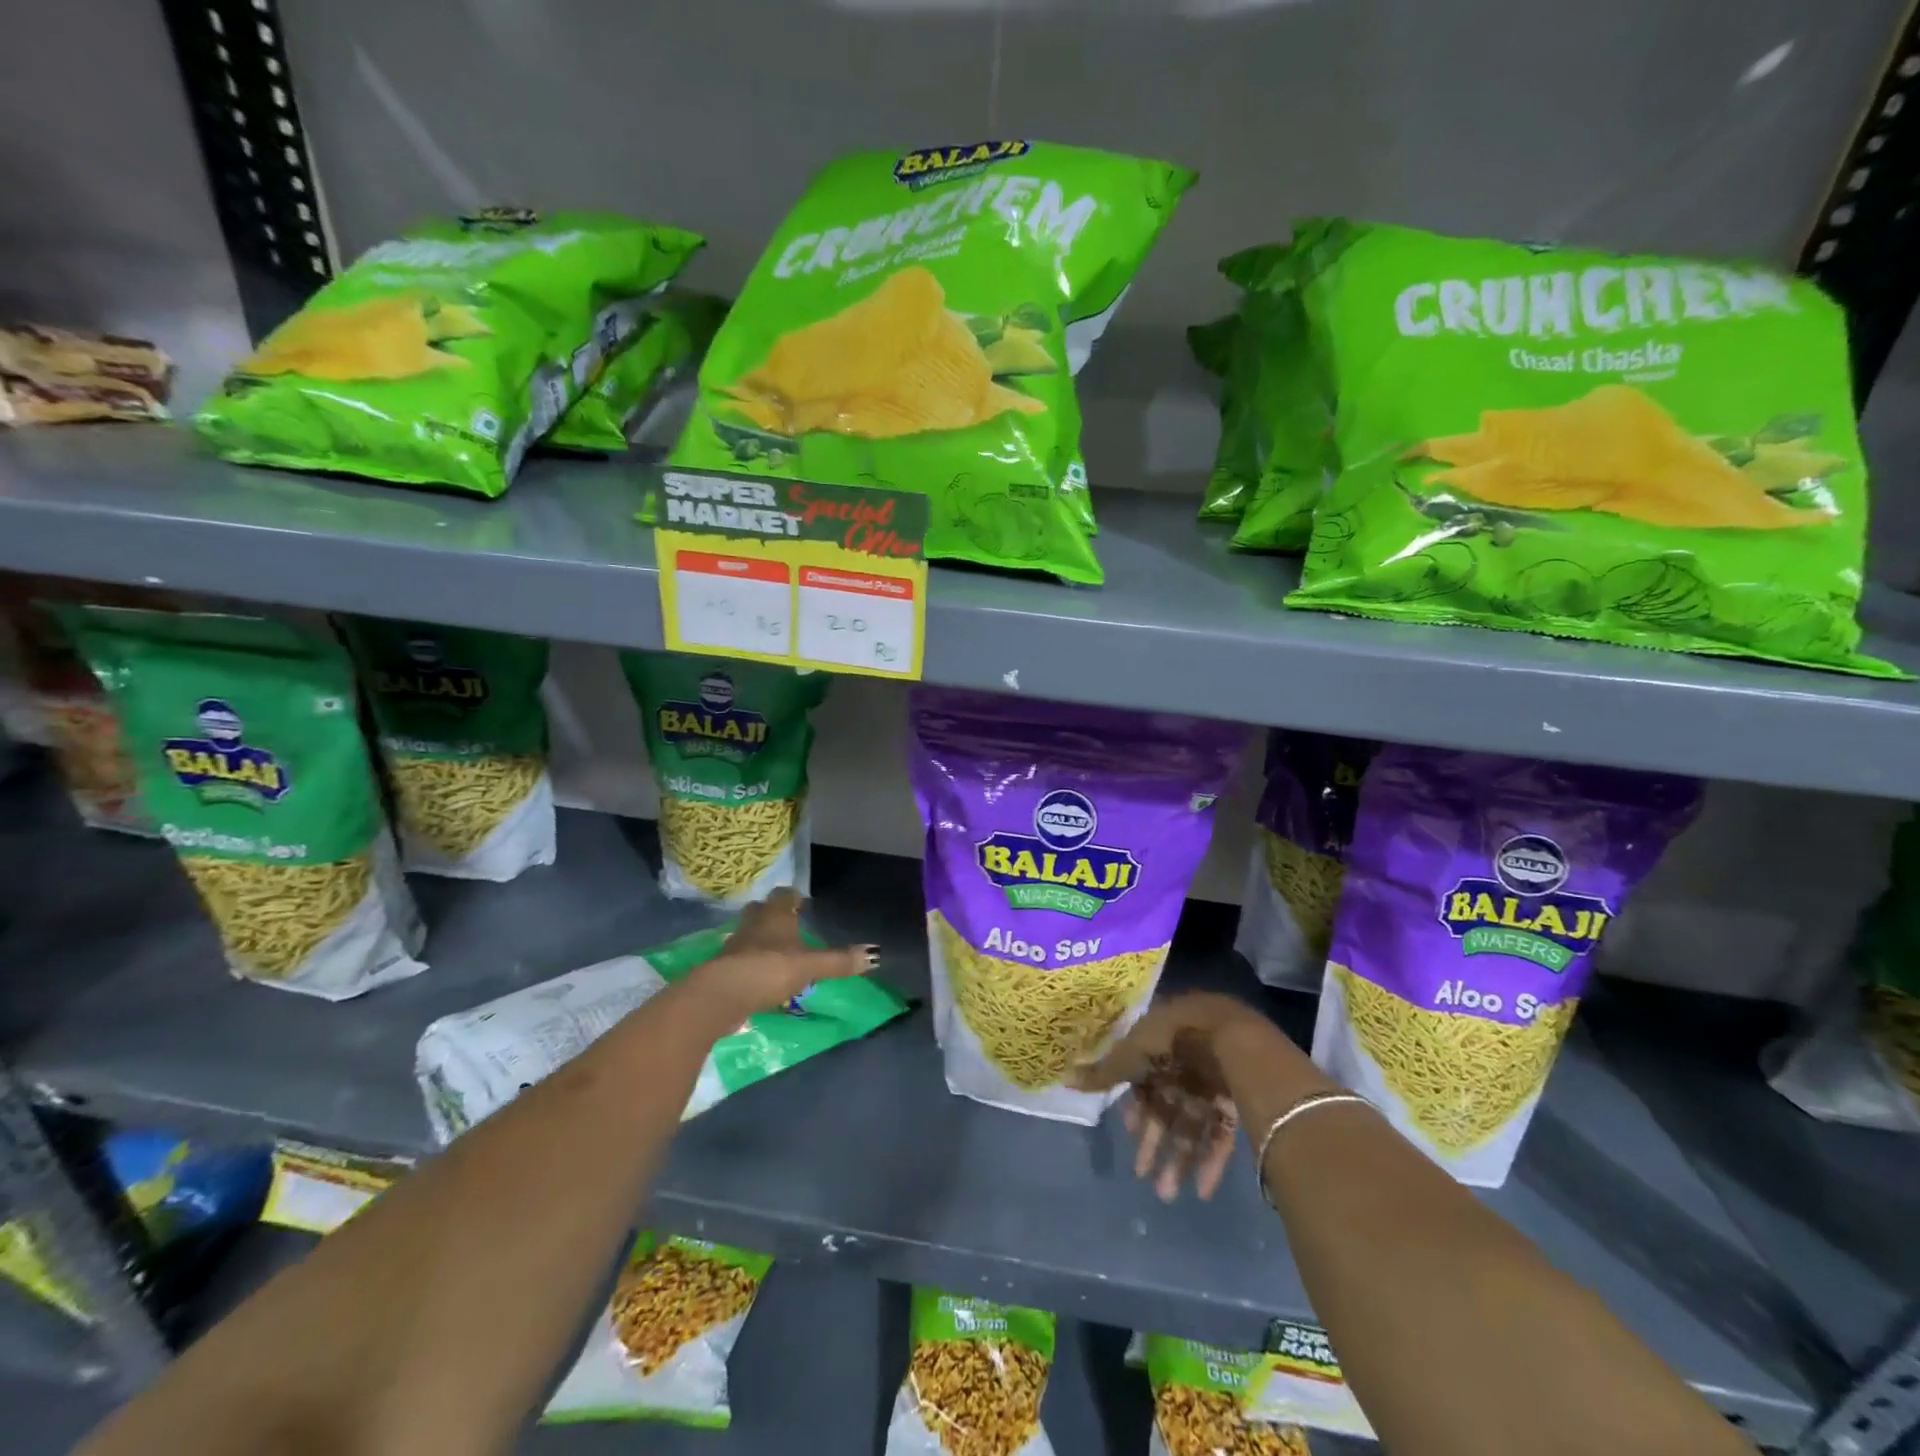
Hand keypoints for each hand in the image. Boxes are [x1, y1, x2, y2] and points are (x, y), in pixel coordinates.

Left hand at [684, 889, 876, 1027]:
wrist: (721, 995)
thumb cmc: (769, 969)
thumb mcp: (810, 966)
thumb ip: (839, 961)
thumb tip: (875, 954)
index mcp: (776, 915)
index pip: (784, 895)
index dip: (794, 897)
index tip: (803, 903)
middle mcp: (754, 923)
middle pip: (762, 910)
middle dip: (774, 915)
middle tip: (790, 925)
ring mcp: (735, 944)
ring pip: (750, 933)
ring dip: (761, 939)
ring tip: (777, 951)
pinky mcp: (724, 967)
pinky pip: (741, 957)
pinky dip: (751, 962)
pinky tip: (761, 975)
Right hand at [1074, 992, 1271, 1202]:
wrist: (1229, 1038)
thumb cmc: (1170, 1041)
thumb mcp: (1129, 1056)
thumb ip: (1103, 1073)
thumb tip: (1066, 1078)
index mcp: (1158, 1045)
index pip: (1144, 1081)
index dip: (1136, 1110)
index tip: (1130, 1135)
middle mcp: (1184, 1063)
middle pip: (1167, 1107)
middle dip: (1155, 1142)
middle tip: (1143, 1177)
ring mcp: (1211, 1082)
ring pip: (1191, 1125)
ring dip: (1179, 1159)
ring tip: (1167, 1194)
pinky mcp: (1235, 1101)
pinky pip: (1219, 1134)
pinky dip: (1210, 1161)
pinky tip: (1201, 1190)